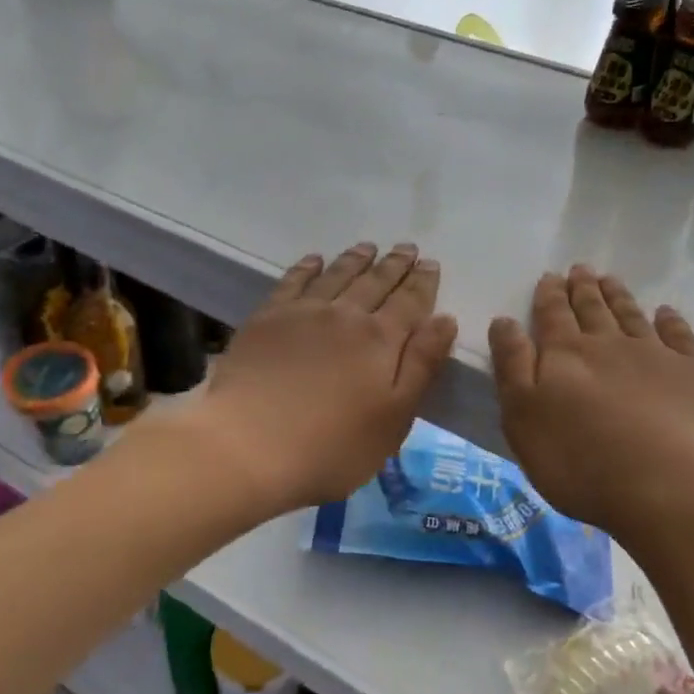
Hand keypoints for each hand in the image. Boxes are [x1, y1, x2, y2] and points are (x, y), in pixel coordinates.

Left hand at [194, 242, 457, 512]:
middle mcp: (345, 315)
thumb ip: (422, 366)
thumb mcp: (394, 418)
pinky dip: (308, 267)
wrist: (249, 446)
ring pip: (337, 275)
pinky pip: (293, 281)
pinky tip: (315, 260)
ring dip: (356, 259)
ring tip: (369, 247)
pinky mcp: (266, 319)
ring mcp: (302, 313)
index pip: (409, 302)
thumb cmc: (333, 446)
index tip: (430, 264)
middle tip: (407, 248)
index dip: (423, 283)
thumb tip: (444, 319)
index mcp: (381, 340)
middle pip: (375, 282)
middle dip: (394, 265)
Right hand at [490, 265, 693, 550]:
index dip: (549, 295)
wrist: (669, 487)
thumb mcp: (523, 419)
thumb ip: (512, 367)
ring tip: (610, 279)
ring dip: (619, 296)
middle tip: (580, 269)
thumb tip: (504, 321)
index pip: (552, 316)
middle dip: (583, 289)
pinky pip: (680, 336)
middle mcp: (609, 345)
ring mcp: (656, 356)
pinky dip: (671, 321)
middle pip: (593, 310)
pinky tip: (666, 313)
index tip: (550, 276)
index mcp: (564, 356)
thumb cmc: (580, 462)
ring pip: (632, 316)